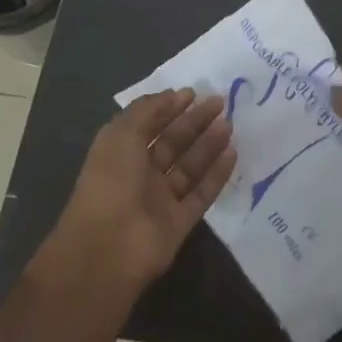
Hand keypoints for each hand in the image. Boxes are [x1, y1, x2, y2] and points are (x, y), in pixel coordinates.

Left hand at [54, 89, 236, 291]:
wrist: (109, 248)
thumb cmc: (111, 182)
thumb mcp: (122, 134)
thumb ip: (148, 110)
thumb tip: (173, 95)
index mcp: (121, 153)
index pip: (149, 124)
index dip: (169, 107)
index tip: (195, 93)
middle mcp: (140, 174)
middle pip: (172, 143)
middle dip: (195, 122)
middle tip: (220, 103)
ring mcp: (160, 200)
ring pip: (189, 167)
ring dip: (209, 144)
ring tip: (230, 124)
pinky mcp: (179, 222)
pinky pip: (201, 194)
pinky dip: (217, 175)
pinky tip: (233, 154)